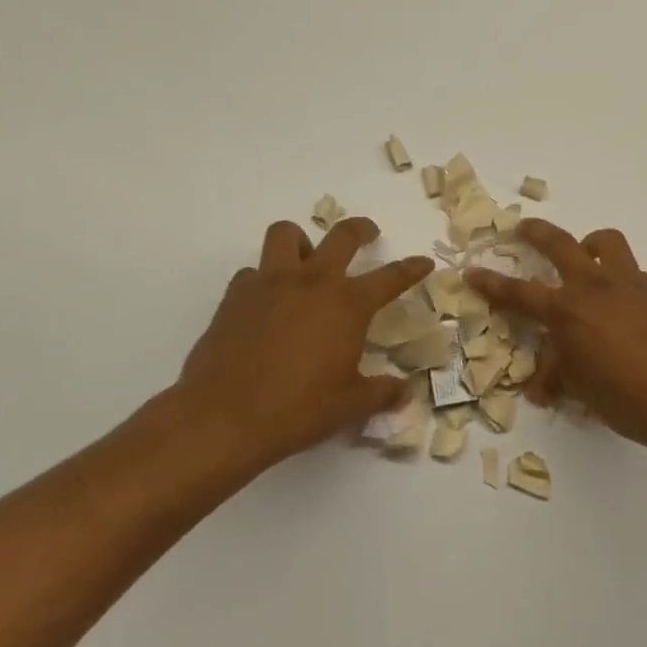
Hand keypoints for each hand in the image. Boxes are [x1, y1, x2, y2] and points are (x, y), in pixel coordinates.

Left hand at [168, 218, 432, 476]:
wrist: (223, 417)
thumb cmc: (297, 410)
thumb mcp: (350, 405)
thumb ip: (382, 393)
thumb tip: (405, 391)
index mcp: (347, 304)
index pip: (391, 277)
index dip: (411, 268)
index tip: (423, 262)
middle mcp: (312, 282)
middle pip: (342, 235)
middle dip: (360, 229)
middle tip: (368, 234)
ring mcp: (270, 283)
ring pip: (286, 234)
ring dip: (301, 241)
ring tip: (306, 258)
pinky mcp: (235, 295)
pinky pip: (252, 272)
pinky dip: (264, 279)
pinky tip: (266, 303)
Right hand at [468, 220, 646, 460]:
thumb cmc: (633, 400)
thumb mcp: (586, 394)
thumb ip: (561, 378)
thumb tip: (542, 386)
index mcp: (570, 312)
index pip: (520, 293)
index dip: (493, 284)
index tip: (474, 271)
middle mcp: (597, 287)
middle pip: (560, 243)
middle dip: (537, 232)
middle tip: (523, 228)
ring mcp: (633, 283)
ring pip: (607, 243)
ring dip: (590, 244)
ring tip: (587, 256)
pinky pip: (635, 274)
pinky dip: (623, 282)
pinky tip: (630, 312)